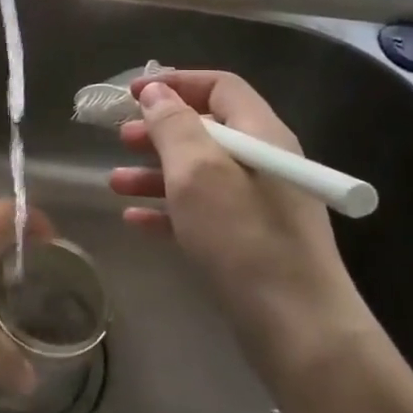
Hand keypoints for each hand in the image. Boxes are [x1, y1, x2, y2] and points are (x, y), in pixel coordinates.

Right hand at [109, 70, 364, 342]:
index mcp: (261, 134)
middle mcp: (264, 161)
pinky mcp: (249, 240)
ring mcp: (259, 203)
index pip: (220, 86)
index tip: (132, 94)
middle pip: (207, 129)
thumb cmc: (243, 239)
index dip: (175, 83)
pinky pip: (202, 211)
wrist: (297, 329)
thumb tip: (156, 91)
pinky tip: (134, 219)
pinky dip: (168, 209)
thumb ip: (174, 126)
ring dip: (155, 171)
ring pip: (199, 172)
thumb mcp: (199, 173)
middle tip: (121, 137)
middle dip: (159, 129)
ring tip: (115, 182)